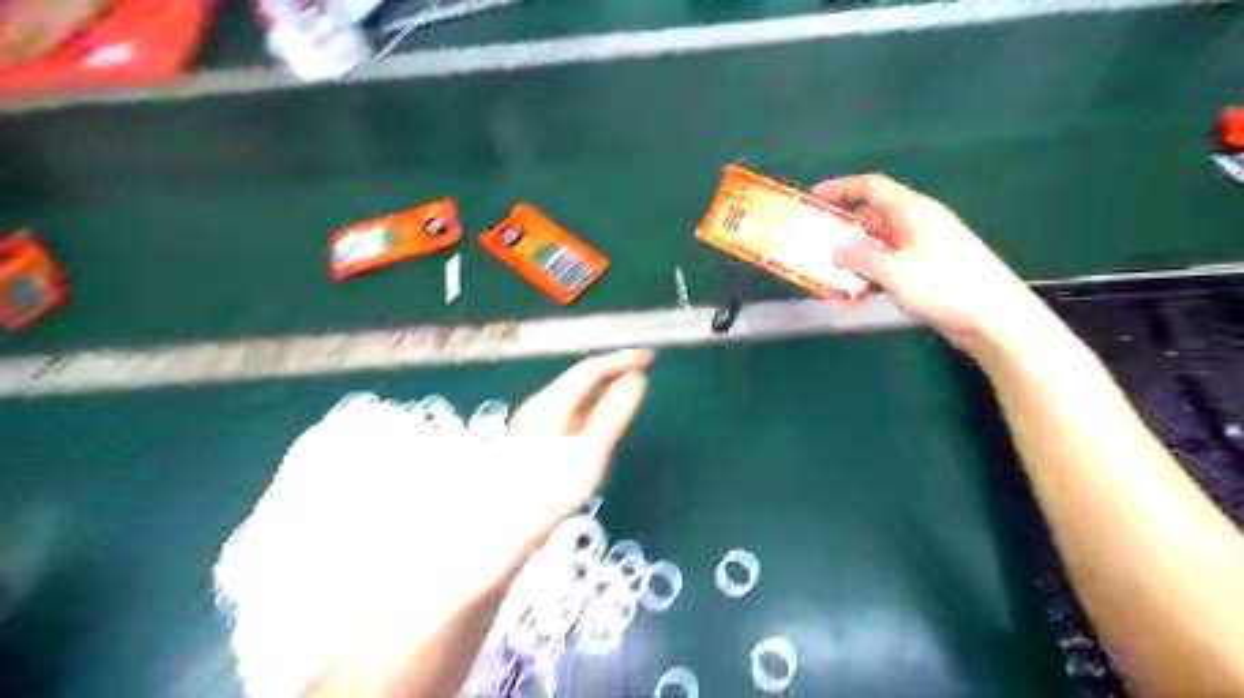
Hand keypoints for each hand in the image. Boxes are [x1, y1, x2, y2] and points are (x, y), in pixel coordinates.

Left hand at [413, 347, 653, 592]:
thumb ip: (615, 412)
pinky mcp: (540, 435)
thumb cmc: (554, 486)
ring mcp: (540, 418)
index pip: (592, 369)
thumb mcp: (592, 449)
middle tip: (644, 368)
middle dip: (614, 368)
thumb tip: (637, 379)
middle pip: (583, 376)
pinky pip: (574, 406)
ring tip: (630, 385)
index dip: (622, 360)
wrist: (511, 523)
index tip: (650, 357)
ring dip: (605, 384)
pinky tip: (603, 412)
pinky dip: (595, 401)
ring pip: (577, 391)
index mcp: (555, 400)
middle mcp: (544, 402)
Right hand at [819, 172, 1047, 352]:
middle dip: (845, 227)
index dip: (841, 188)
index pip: (871, 187)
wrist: (994, 318)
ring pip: (882, 241)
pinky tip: (862, 290)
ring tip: (835, 272)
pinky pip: (893, 261)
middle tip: (820, 242)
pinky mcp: (931, 267)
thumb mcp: (892, 272)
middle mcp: (920, 222)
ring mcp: (927, 245)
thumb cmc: (943, 287)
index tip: (814, 198)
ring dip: (858, 254)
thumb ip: (859, 259)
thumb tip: (837, 251)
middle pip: (875, 214)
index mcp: (914, 211)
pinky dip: (874, 270)